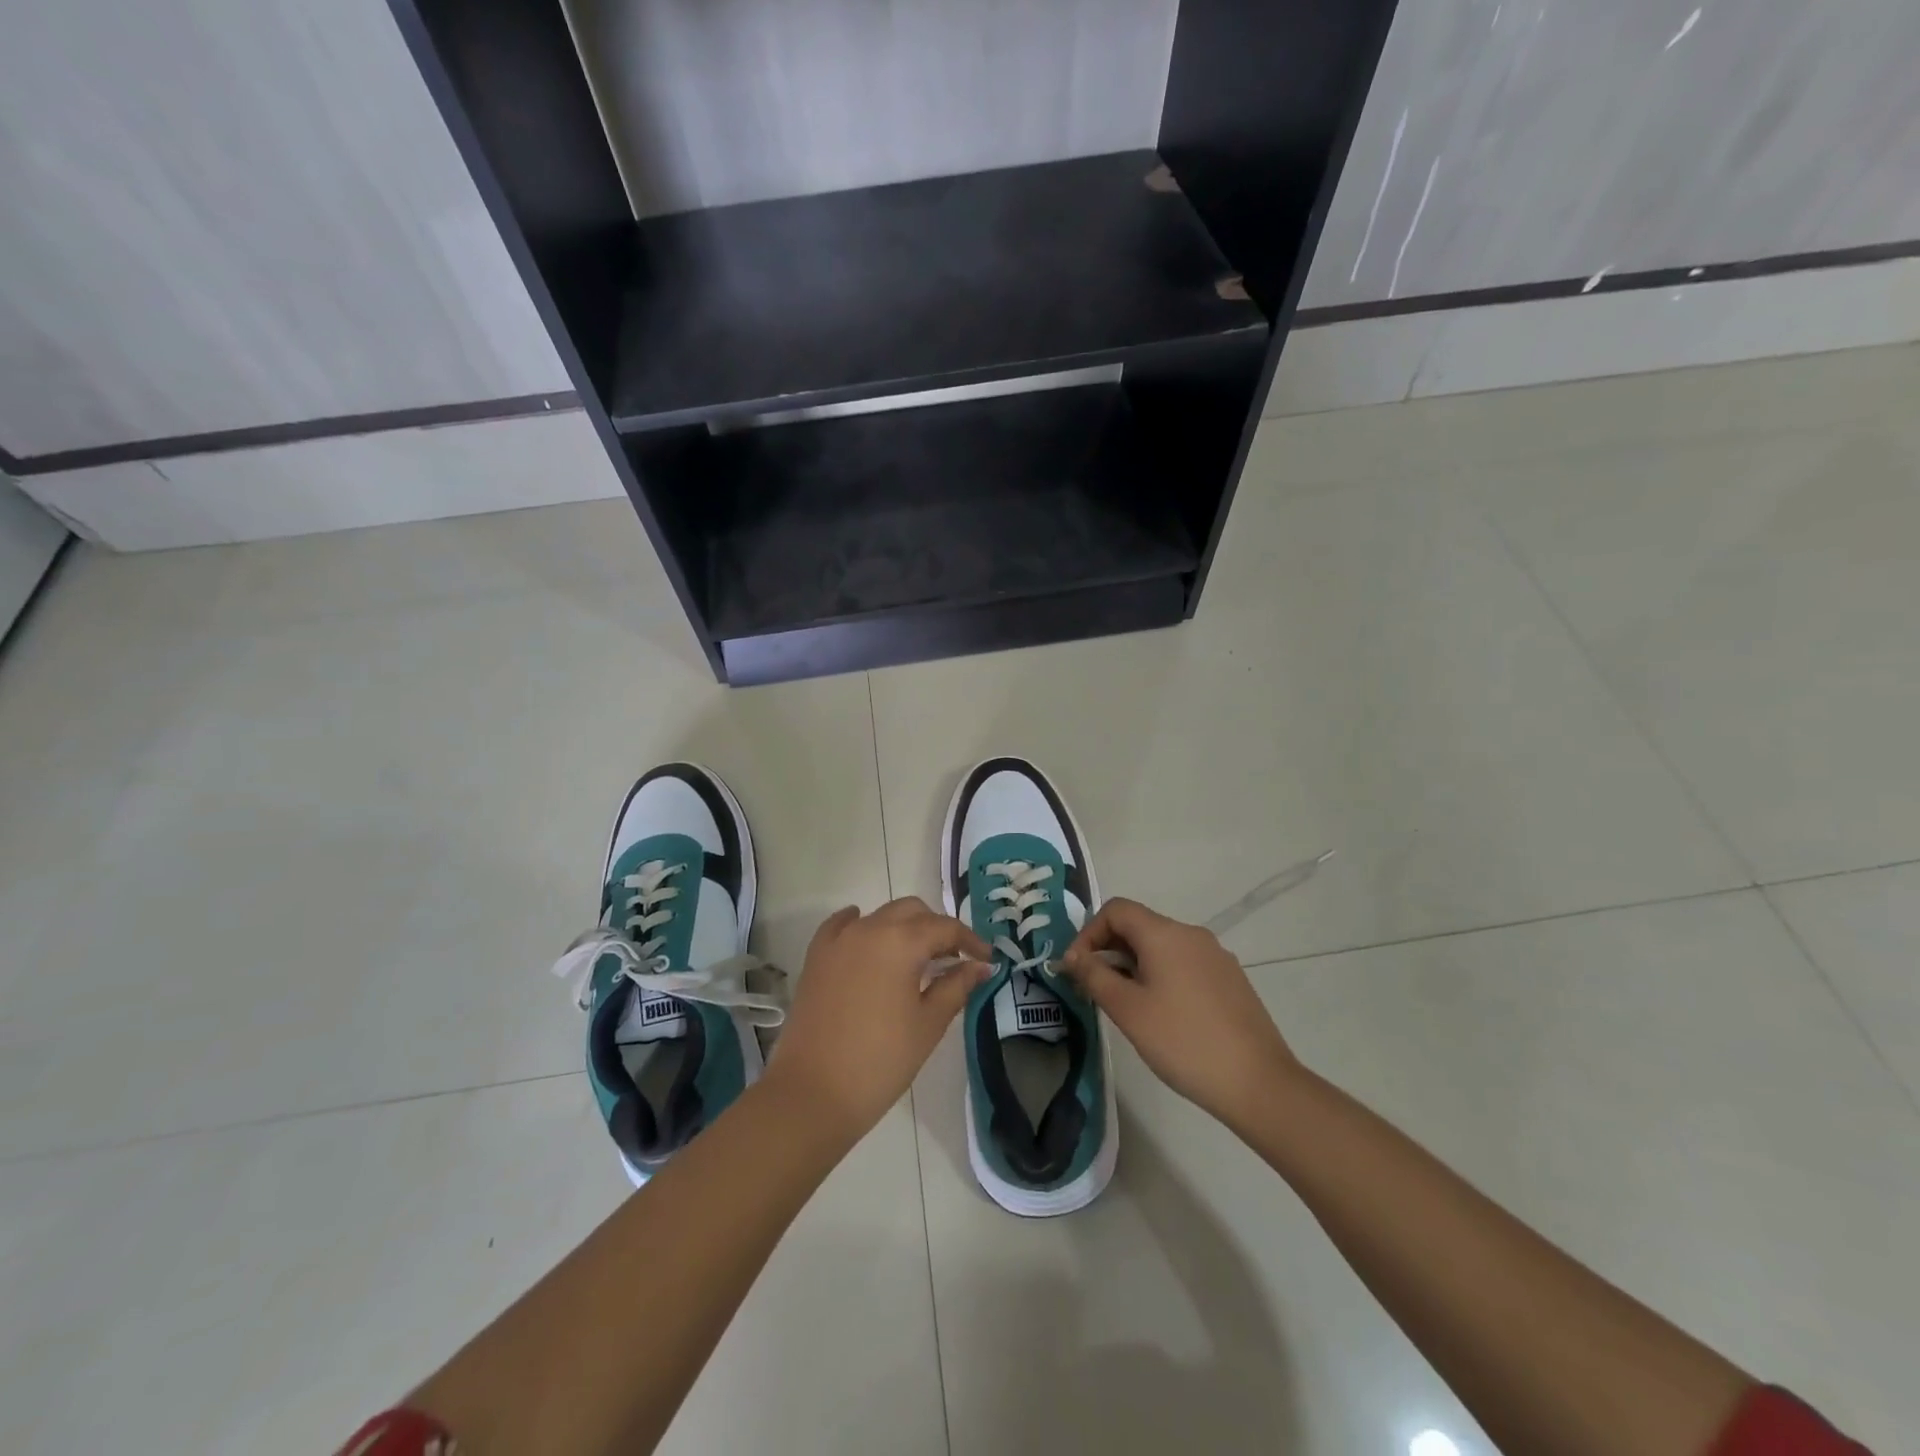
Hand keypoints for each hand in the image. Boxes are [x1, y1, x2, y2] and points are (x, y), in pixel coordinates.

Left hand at [765, 898, 990, 1140]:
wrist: (812, 1092)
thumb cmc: (881, 1060)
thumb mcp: (928, 1024)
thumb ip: (956, 986)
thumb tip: (981, 966)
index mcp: (901, 941)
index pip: (945, 928)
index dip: (970, 941)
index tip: (986, 960)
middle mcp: (869, 928)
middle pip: (912, 911)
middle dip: (936, 929)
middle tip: (953, 960)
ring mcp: (839, 940)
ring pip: (880, 916)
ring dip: (903, 927)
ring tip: (917, 959)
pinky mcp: (816, 957)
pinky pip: (842, 926)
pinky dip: (861, 925)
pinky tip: (868, 937)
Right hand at [1062, 898, 1300, 1130]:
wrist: (1258, 1083)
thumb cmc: (1183, 1042)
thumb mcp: (1128, 1010)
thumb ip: (1094, 976)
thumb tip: (1073, 956)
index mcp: (1165, 934)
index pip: (1116, 910)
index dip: (1089, 932)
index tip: (1077, 969)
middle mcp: (1192, 934)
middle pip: (1139, 926)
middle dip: (1109, 950)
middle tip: (1095, 990)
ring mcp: (1216, 956)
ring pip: (1162, 947)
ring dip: (1134, 965)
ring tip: (1126, 1006)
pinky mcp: (1230, 979)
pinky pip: (1184, 964)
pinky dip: (1161, 976)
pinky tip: (1162, 1015)